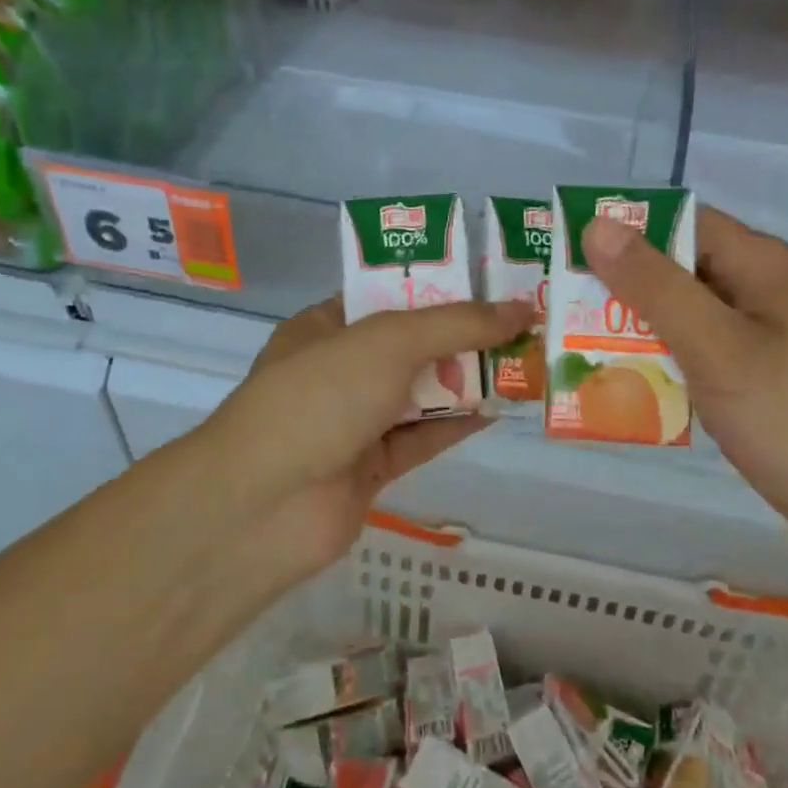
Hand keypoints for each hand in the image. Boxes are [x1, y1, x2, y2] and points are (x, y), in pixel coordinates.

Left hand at [201, 295, 531, 571]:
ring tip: (523, 359)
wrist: (264, 506)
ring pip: (420, 392)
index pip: (388, 294)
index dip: (440, 285)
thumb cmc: (320, 397)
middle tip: (520, 320)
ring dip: (466, 379)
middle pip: (411, 344)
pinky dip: (457, 422)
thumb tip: (522, 308)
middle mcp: (339, 370)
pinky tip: (500, 408)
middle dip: (462, 334)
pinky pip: (423, 437)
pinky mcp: (371, 467)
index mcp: (326, 326)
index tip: (492, 281)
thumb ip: (457, 323)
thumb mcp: (390, 341)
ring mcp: (353, 421)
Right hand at [581, 206, 787, 559]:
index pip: (681, 221)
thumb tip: (598, 225)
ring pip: (683, 311)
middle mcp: (760, 288)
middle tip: (562, 303)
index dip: (625, 229)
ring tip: (575, 340)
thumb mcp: (715, 345)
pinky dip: (659, 356)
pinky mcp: (754, 374)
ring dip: (635, 323)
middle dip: (622, 282)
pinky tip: (624, 378)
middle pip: (678, 266)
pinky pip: (695, 349)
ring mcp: (759, 334)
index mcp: (760, 264)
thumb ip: (655, 285)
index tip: (569, 251)